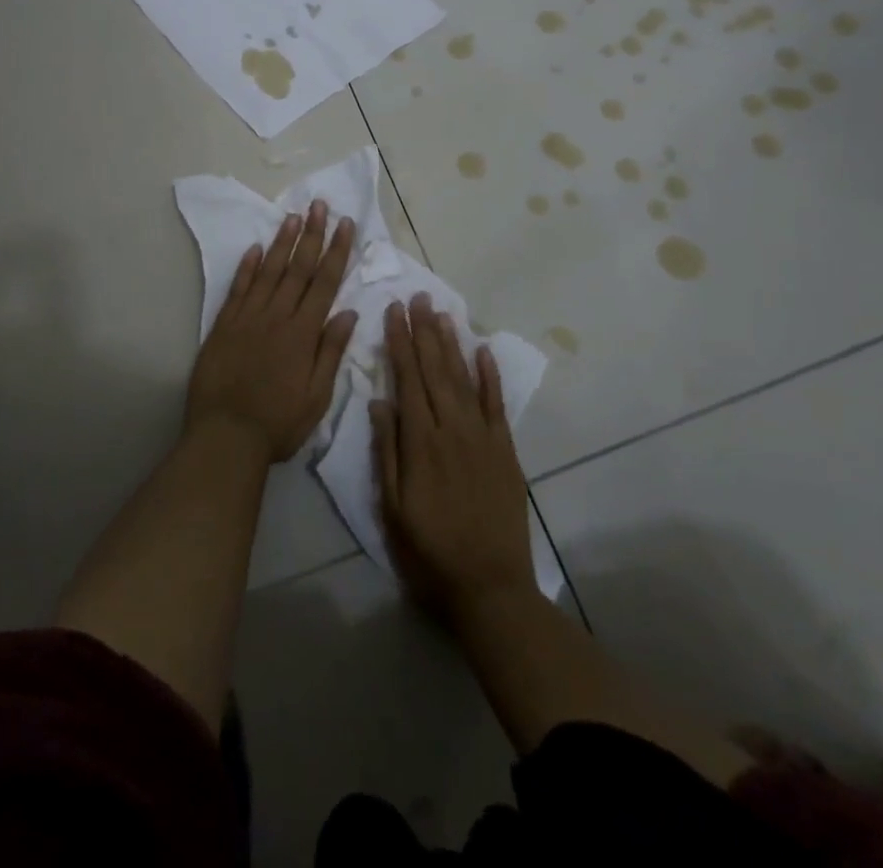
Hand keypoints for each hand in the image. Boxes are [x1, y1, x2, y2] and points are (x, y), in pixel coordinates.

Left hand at [188, 201, 357, 461]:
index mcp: (303, 333)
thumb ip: (331, 352)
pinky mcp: (223, 326)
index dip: (336, 251)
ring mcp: (247, 318)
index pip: (324, 282)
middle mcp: (276, 317)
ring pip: (268, 271)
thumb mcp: (317, 397)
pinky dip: (247, 267)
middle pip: (297, 268)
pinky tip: (255, 249)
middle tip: (319, 205)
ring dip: (282, 242)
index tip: (345, 224)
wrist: (224, 437)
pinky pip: (237, 289)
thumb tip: (348, 313)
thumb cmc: (278, 423)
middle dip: (311, 235)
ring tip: (292, 216)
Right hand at [371, 295, 536, 618]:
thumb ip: (388, 451)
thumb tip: (378, 402)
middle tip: (417, 296)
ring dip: (451, 343)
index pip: (407, 379)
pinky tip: (483, 350)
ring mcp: (482, 436)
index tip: (394, 311)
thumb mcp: (393, 508)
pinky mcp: (505, 450)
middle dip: (424, 331)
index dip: (400, 342)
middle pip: (435, 369)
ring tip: (442, 313)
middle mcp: (452, 428)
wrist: (489, 586)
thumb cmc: (430, 550)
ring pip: (463, 378)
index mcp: (420, 442)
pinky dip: (490, 375)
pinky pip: (496, 404)